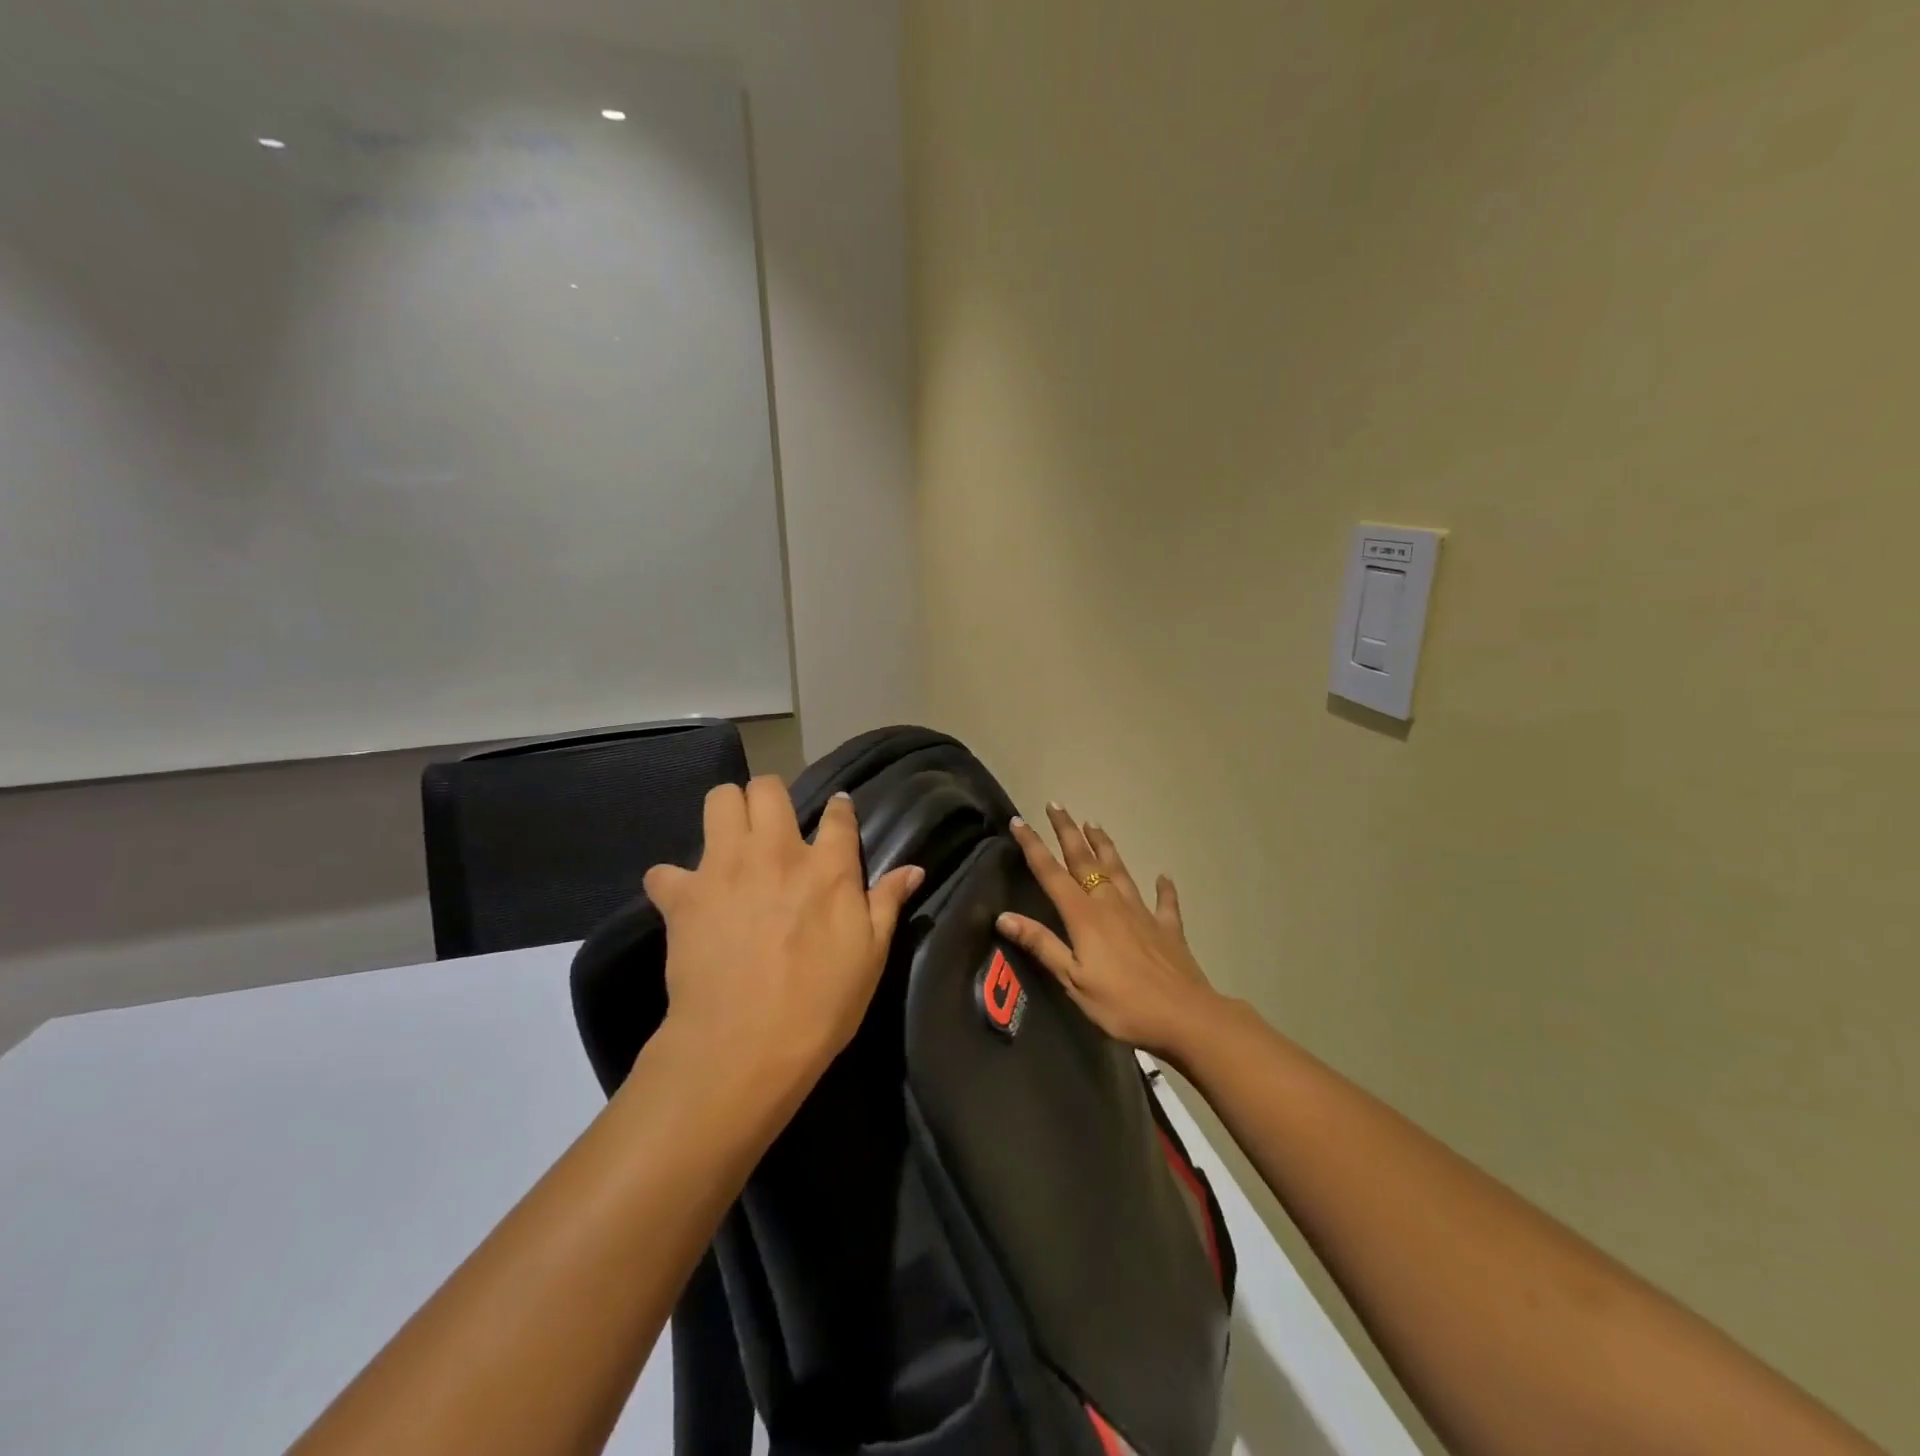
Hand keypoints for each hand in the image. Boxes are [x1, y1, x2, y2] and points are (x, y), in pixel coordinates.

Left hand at [645, 778, 923, 1084]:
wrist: (745, 1045)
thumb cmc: (821, 1004)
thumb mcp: (870, 956)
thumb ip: (887, 904)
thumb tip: (914, 869)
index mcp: (828, 867)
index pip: (838, 814)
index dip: (839, 808)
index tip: (837, 811)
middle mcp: (776, 852)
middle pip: (768, 788)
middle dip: (770, 797)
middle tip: (772, 826)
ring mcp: (725, 867)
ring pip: (719, 800)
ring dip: (726, 814)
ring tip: (730, 843)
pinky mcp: (683, 894)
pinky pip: (664, 870)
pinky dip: (673, 882)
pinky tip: (685, 900)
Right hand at [998, 804, 1222, 1064]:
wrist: (1185, 1016)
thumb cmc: (1122, 1004)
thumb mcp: (1073, 980)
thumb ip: (1041, 945)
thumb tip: (1004, 916)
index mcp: (1084, 915)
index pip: (1051, 873)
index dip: (1033, 846)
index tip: (1019, 821)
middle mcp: (1111, 903)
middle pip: (1085, 860)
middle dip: (1068, 831)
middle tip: (1057, 805)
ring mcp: (1142, 912)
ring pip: (1120, 870)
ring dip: (1105, 846)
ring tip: (1094, 824)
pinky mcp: (1167, 928)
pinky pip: (1164, 902)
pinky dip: (1163, 887)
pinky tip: (1163, 876)